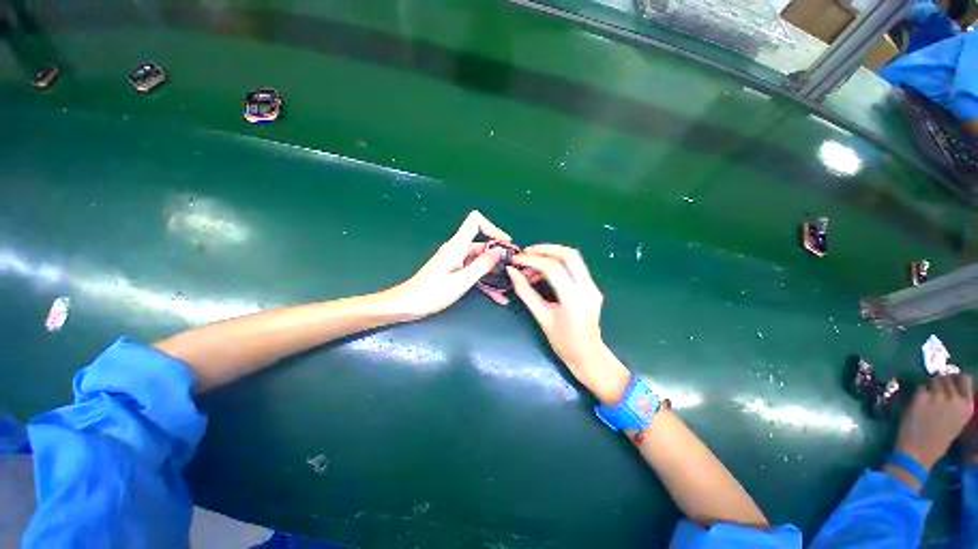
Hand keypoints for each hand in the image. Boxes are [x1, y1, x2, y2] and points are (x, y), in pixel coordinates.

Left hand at [386, 211, 510, 319]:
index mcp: (457, 246)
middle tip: (514, 269)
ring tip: (509, 284)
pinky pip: (474, 272)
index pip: (475, 221)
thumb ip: (482, 265)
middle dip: (499, 255)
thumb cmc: (433, 292)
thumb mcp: (462, 280)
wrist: (409, 304)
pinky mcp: (455, 271)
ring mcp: (456, 261)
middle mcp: (457, 249)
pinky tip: (498, 296)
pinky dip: (486, 282)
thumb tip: (499, 251)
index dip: (492, 228)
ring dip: (495, 272)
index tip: (505, 244)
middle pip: (482, 244)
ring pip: (481, 261)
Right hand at [507, 244, 629, 404]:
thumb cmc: (563, 342)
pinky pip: (574, 267)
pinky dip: (557, 264)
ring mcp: (593, 286)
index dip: (531, 260)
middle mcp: (588, 288)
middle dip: (545, 249)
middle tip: (525, 253)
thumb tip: (512, 271)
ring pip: (573, 258)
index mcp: (574, 299)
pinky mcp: (591, 286)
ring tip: (530, 266)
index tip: (515, 259)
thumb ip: (525, 292)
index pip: (552, 268)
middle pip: (568, 254)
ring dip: (550, 255)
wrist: (588, 355)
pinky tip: (542, 273)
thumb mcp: (541, 317)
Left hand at [895, 373, 974, 469]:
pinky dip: (918, 392)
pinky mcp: (922, 397)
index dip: (956, 377)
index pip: (965, 379)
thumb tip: (951, 386)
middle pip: (947, 377)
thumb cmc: (937, 441)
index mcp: (967, 407)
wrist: (918, 452)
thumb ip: (956, 404)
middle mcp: (955, 399)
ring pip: (933, 380)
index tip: (950, 379)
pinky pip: (920, 387)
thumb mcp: (956, 422)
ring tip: (926, 398)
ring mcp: (938, 397)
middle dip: (939, 381)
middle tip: (934, 391)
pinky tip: (917, 403)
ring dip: (928, 386)